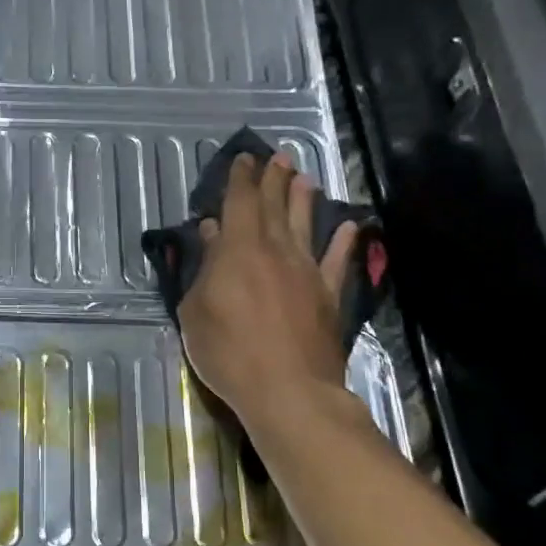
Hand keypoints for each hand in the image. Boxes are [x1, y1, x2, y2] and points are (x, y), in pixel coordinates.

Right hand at [177, 152, 356, 433]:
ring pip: (305, 225)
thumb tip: (212, 234)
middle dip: (274, 178)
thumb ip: (205, 269)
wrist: (288, 389)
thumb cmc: (228, 350)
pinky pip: (337, 261)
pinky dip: (343, 242)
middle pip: (274, 205)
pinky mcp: (329, 295)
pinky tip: (350, 226)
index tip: (245, 158)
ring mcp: (307, 271)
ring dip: (304, 199)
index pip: (240, 201)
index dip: (241, 178)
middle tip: (279, 156)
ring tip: (305, 178)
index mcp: (239, 249)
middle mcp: (276, 250)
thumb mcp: (195, 311)